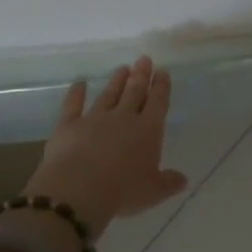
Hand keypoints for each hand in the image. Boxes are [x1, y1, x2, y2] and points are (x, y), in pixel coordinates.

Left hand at [27, 58, 188, 236]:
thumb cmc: (122, 191)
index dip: (161, 87)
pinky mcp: (69, 125)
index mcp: (147, 130)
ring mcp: (95, 118)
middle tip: (144, 59)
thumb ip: (169, 182)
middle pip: (134, 92)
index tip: (162, 71)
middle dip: (141, 75)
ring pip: (108, 95)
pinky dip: (76, 93)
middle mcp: (123, 118)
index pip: (158, 103)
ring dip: (116, 81)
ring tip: (122, 68)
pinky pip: (73, 105)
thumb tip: (183, 179)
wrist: (78, 189)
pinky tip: (79, 83)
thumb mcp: (153, 192)